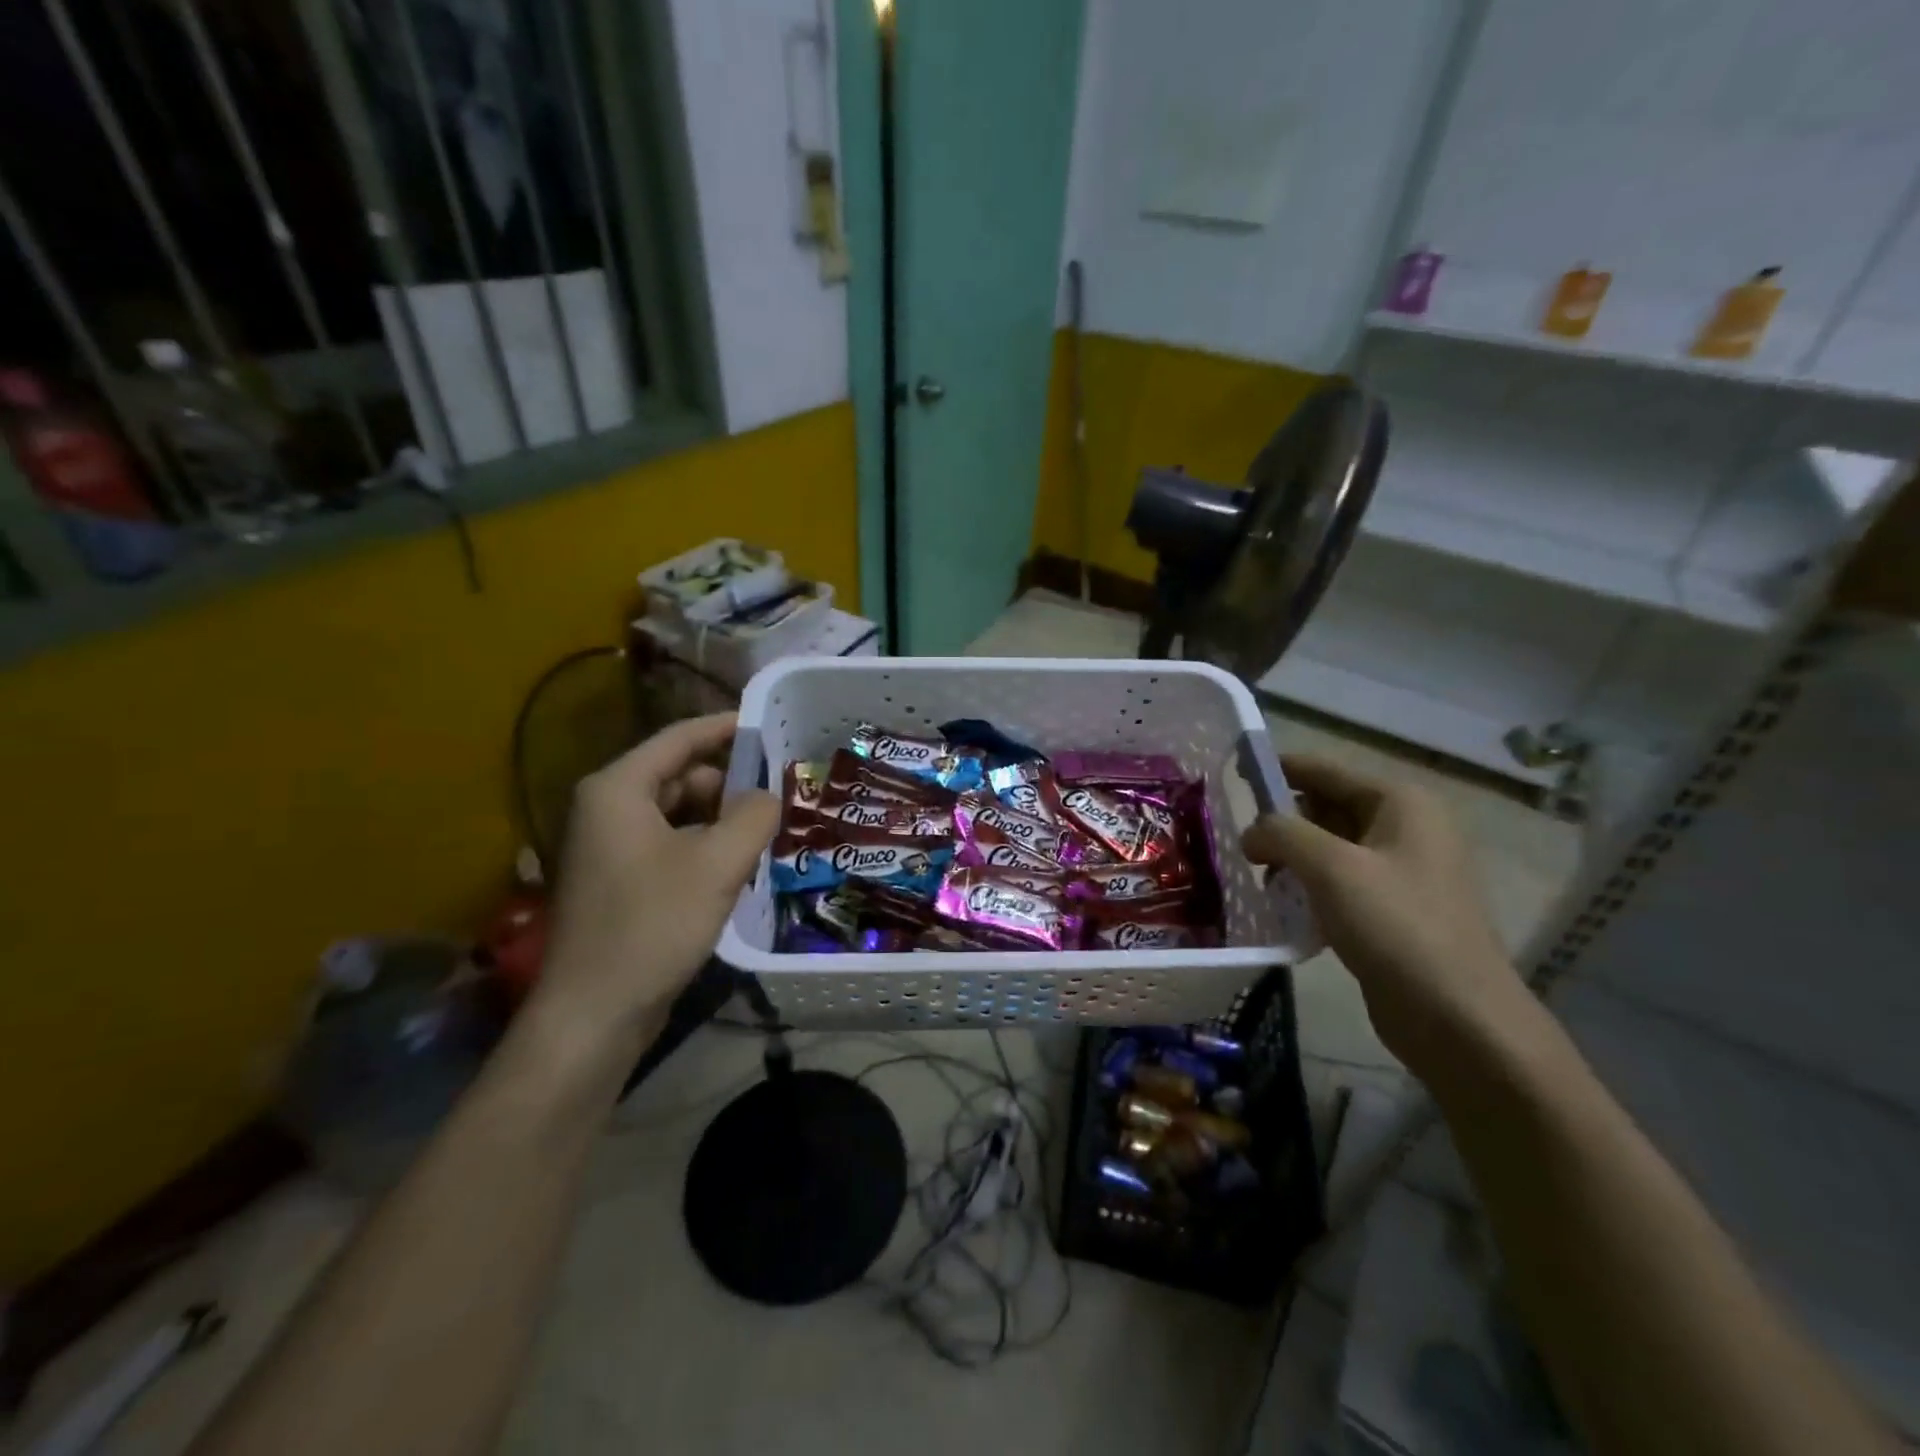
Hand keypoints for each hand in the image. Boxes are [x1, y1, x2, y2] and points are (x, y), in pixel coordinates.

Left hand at [535, 713, 779, 1053]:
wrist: (594, 1014)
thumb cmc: (653, 925)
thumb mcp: (718, 864)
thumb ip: (754, 816)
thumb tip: (769, 796)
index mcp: (618, 789)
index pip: (679, 738)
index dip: (725, 727)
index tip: (767, 725)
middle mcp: (606, 808)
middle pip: (679, 776)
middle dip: (729, 785)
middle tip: (778, 798)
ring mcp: (607, 847)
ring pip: (677, 813)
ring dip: (719, 821)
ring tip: (764, 836)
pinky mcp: (617, 880)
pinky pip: (668, 844)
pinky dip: (702, 847)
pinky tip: (735, 869)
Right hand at [1242, 754, 1535, 1078]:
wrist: (1458, 1018)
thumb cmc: (1396, 925)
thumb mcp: (1330, 867)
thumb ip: (1281, 833)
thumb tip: (1252, 832)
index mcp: (1401, 803)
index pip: (1325, 770)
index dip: (1278, 769)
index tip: (1232, 775)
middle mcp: (1406, 828)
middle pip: (1327, 807)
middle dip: (1283, 822)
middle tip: (1240, 842)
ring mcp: (1402, 871)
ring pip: (1330, 847)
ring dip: (1292, 858)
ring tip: (1257, 878)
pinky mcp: (1393, 910)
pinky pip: (1340, 882)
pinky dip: (1309, 887)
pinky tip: (1283, 907)